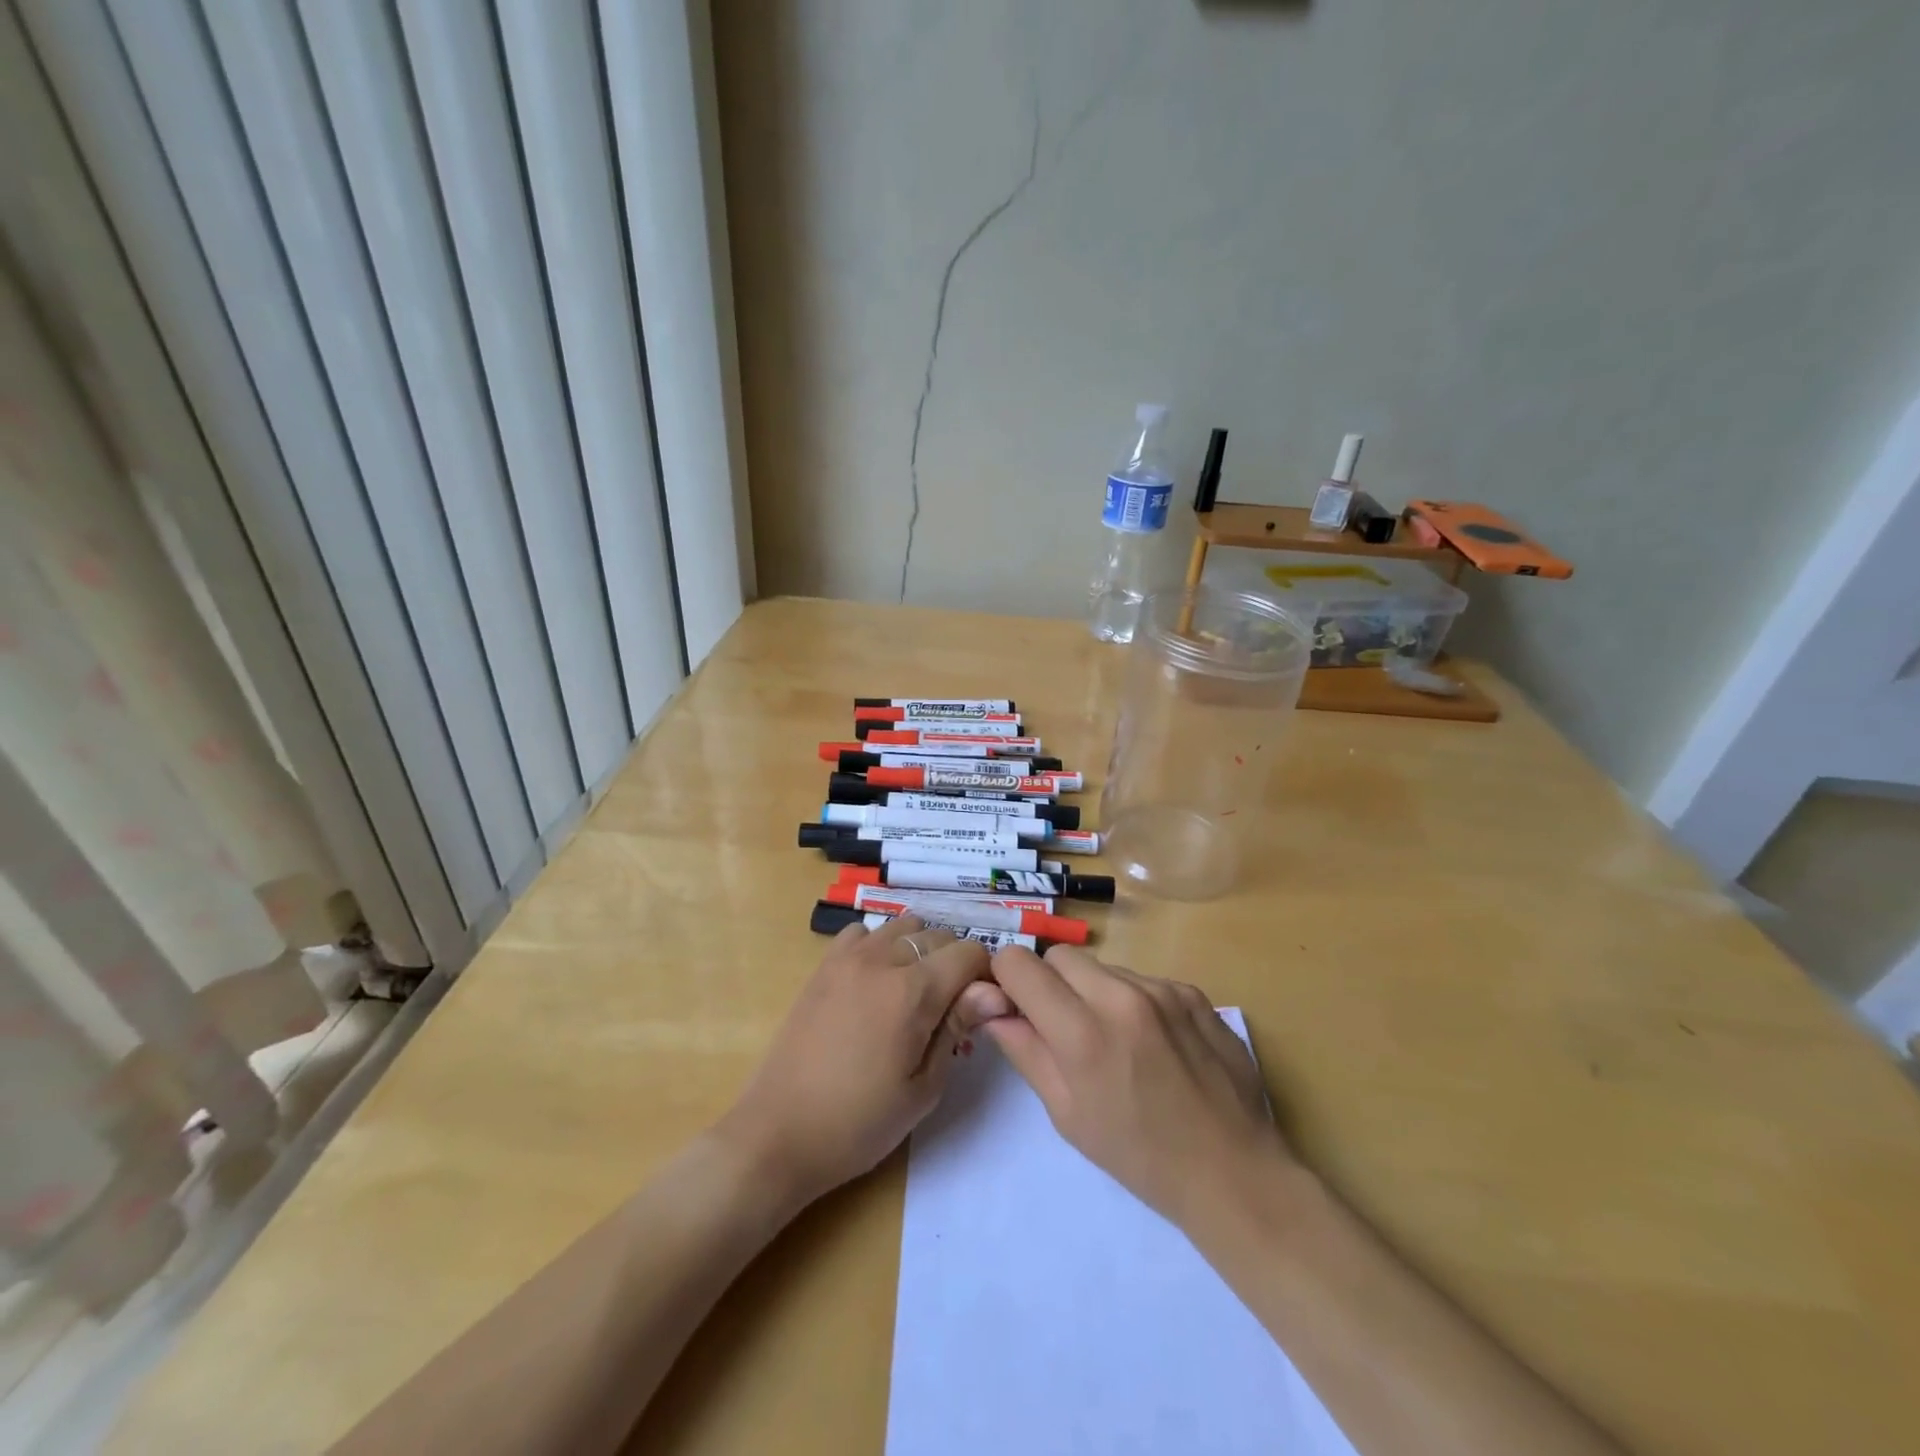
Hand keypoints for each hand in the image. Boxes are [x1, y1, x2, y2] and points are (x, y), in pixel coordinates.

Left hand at [717, 917, 1011, 1207]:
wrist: (779, 1134)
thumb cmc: (859, 1124)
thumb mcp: (923, 1088)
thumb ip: (958, 1027)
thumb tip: (995, 991)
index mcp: (912, 992)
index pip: (969, 952)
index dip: (985, 976)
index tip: (982, 1007)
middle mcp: (881, 960)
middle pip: (939, 935)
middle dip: (956, 963)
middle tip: (950, 1007)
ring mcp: (847, 958)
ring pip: (903, 926)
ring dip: (920, 949)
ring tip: (914, 991)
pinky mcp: (823, 966)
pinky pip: (863, 933)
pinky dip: (880, 945)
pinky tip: (875, 981)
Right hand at [983, 945, 1291, 1231]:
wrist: (1233, 1171)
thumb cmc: (1139, 1156)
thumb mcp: (1067, 1114)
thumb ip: (1025, 1050)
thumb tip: (992, 1008)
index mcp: (1082, 1033)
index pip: (1019, 963)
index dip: (1007, 980)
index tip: (1015, 1004)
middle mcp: (1120, 996)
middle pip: (1059, 955)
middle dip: (1049, 981)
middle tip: (1063, 1025)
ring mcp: (1162, 989)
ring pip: (1102, 966)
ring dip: (1093, 991)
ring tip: (1114, 1040)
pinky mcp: (1192, 991)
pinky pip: (1142, 979)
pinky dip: (1132, 1000)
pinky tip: (1152, 1042)